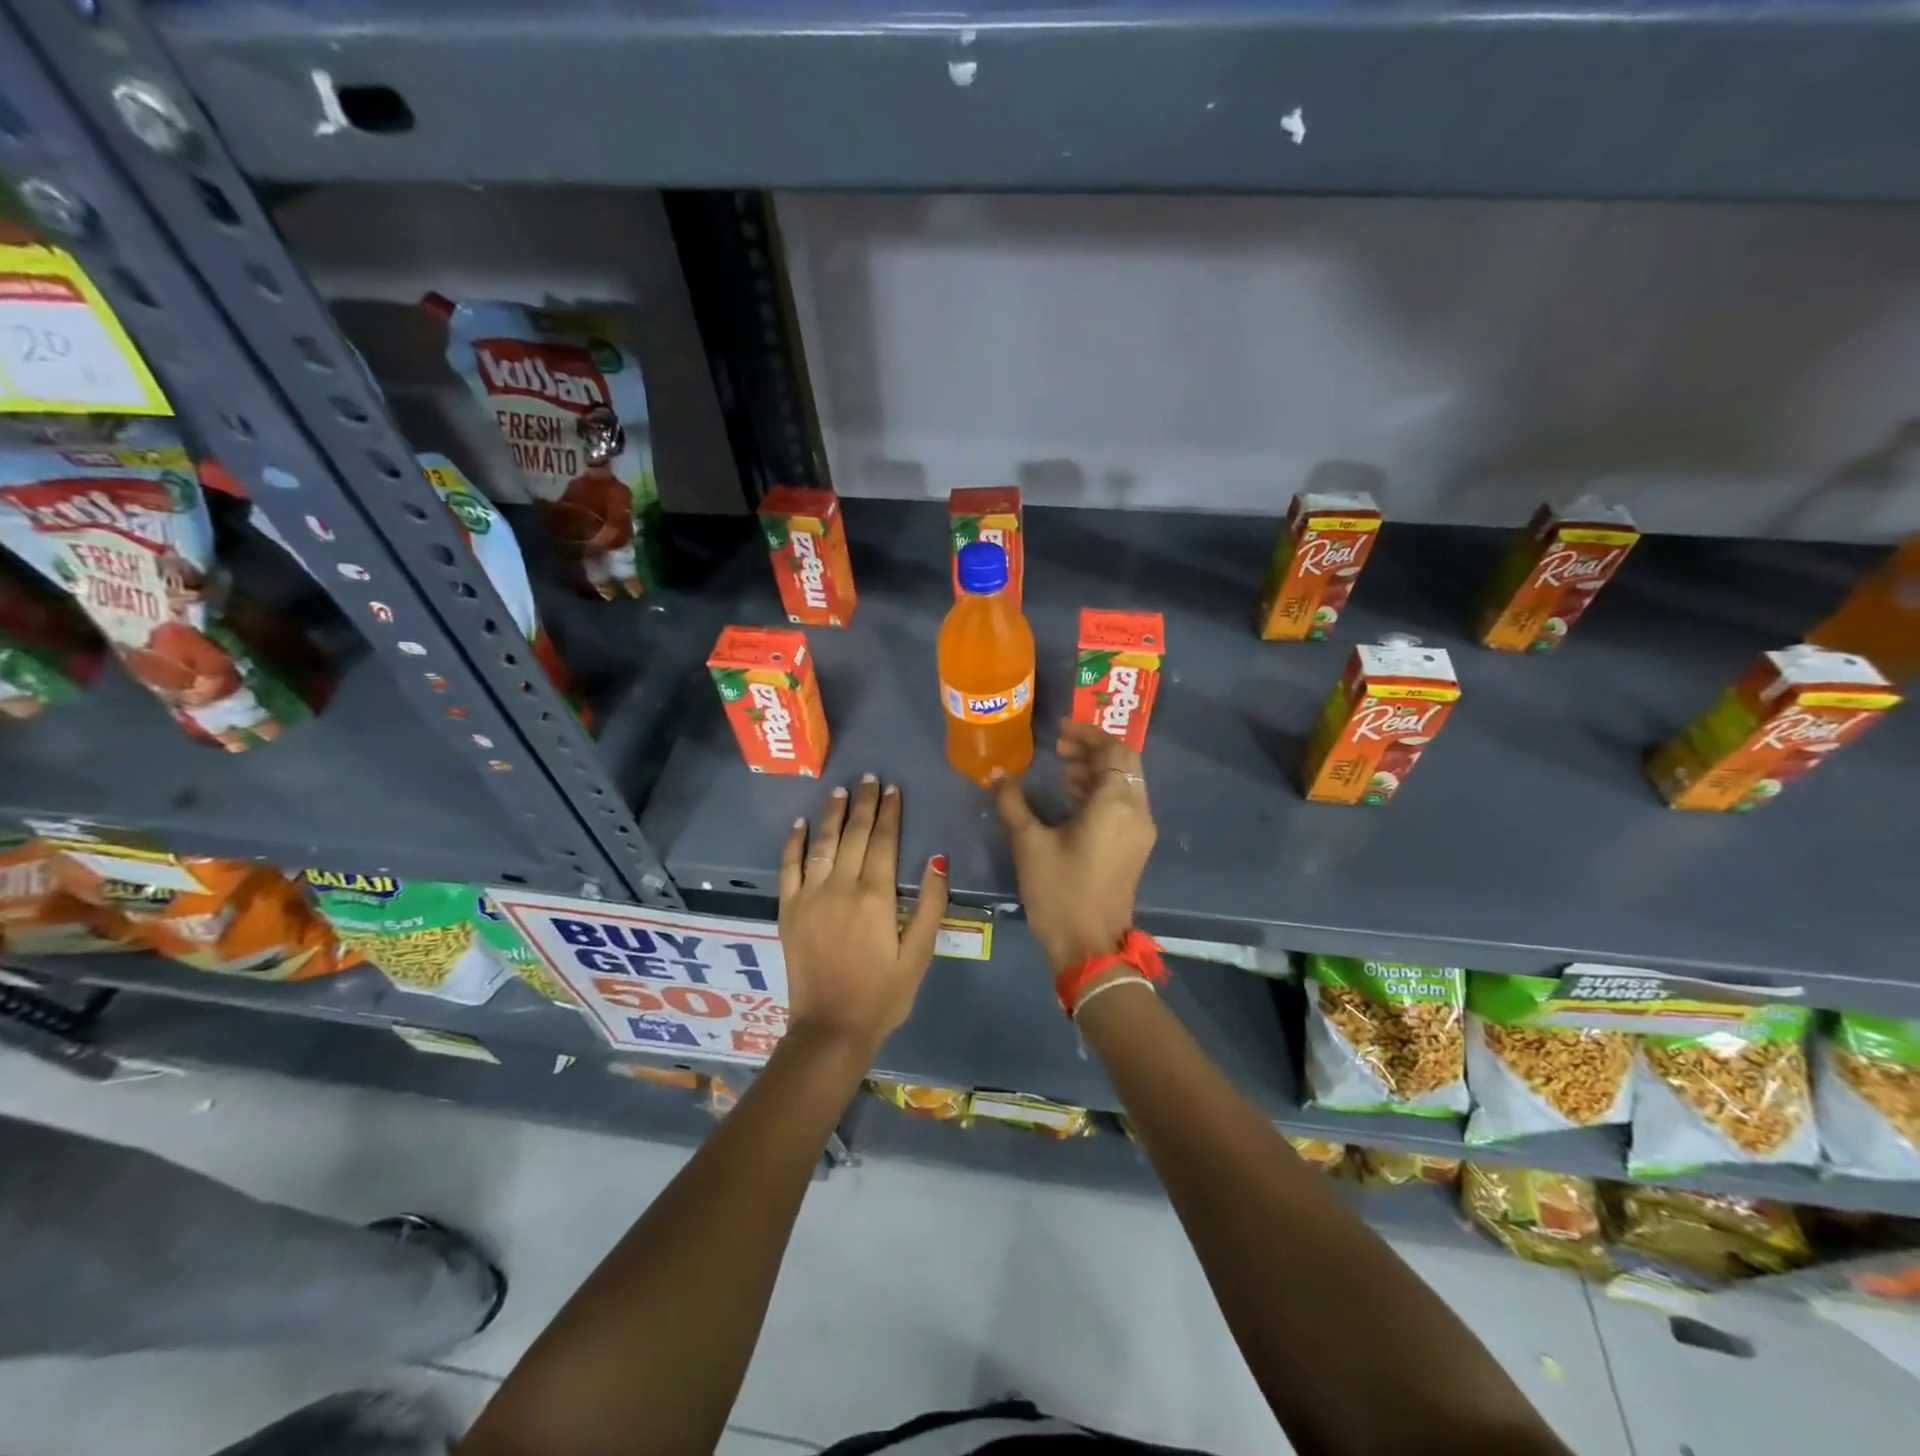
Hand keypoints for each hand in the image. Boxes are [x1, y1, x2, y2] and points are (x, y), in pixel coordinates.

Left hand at [779, 775, 948, 1053]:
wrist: (831, 1029)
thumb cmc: (883, 994)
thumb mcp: (919, 954)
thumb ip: (929, 904)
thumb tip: (936, 859)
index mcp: (875, 896)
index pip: (884, 841)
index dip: (890, 813)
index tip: (893, 789)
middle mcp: (840, 887)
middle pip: (853, 834)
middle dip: (864, 804)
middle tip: (869, 779)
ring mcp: (810, 896)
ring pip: (822, 843)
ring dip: (832, 814)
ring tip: (840, 791)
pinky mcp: (788, 910)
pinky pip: (788, 867)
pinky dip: (794, 843)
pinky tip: (800, 824)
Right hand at [993, 719, 1156, 970]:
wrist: (1090, 947)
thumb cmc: (1059, 892)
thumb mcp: (1029, 844)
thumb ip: (1013, 803)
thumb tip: (997, 775)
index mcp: (1115, 804)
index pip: (1113, 750)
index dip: (1087, 734)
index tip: (1059, 731)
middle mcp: (1137, 811)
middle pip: (1125, 763)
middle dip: (1094, 749)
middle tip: (1059, 747)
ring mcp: (1140, 832)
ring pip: (1126, 784)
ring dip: (1098, 770)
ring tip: (1061, 769)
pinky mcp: (1136, 848)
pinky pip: (1125, 804)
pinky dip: (1103, 792)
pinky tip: (1072, 797)